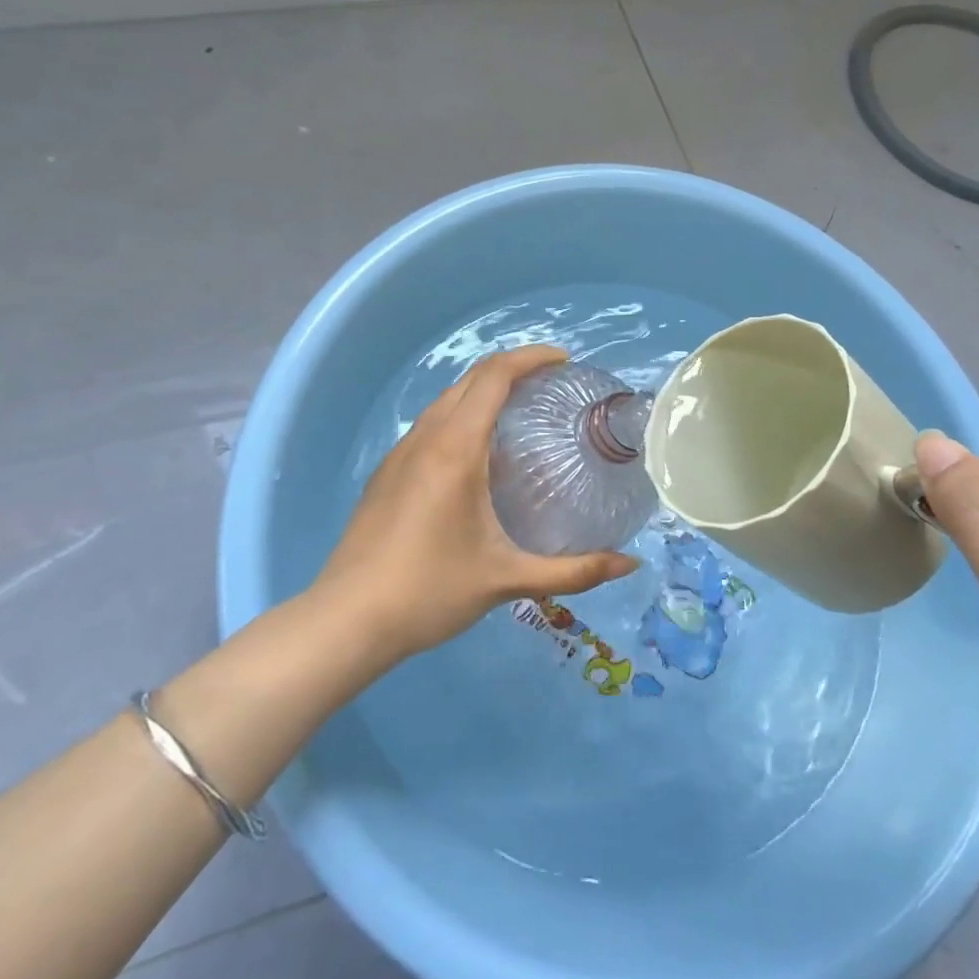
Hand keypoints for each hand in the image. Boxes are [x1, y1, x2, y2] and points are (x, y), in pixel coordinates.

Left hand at [313, 345, 638, 665]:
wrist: (347, 620)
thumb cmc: (430, 591)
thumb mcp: (507, 580)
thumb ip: (573, 571)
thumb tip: (630, 563)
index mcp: (456, 448)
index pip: (495, 376)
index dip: (531, 358)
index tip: (564, 361)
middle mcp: (426, 437)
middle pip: (471, 379)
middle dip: (513, 368)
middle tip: (552, 384)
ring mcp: (401, 452)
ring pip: (447, 399)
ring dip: (484, 390)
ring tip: (521, 411)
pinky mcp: (387, 472)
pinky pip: (431, 423)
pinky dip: (462, 414)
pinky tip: (478, 452)